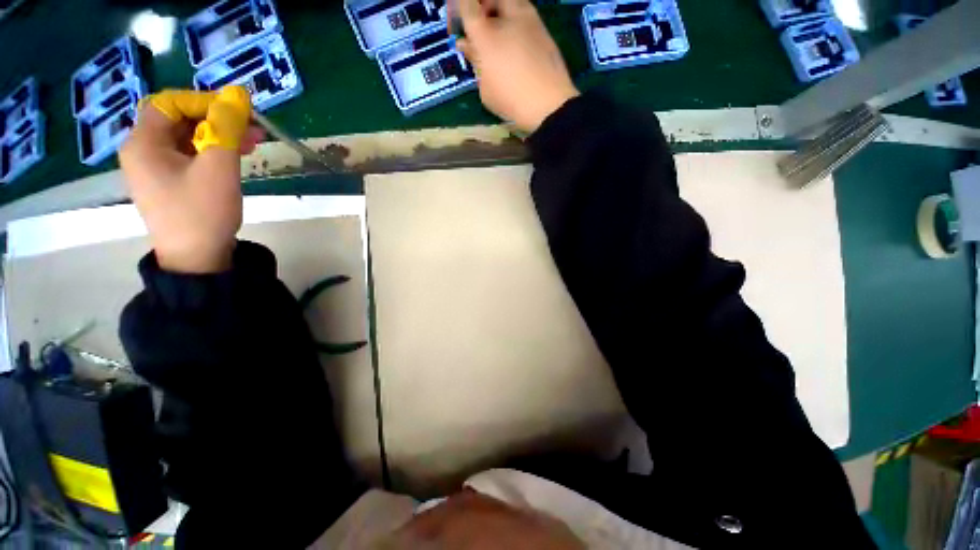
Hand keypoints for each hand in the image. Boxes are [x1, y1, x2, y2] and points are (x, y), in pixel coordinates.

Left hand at [119, 87, 262, 273]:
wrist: (196, 259)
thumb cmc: (202, 212)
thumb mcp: (218, 168)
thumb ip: (227, 128)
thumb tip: (238, 95)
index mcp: (143, 143)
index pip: (171, 103)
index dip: (205, 101)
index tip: (238, 113)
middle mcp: (142, 151)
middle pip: (179, 120)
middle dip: (217, 120)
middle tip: (253, 129)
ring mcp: (154, 169)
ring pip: (187, 139)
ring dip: (219, 137)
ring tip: (252, 145)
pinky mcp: (169, 183)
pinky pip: (189, 156)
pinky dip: (212, 153)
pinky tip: (234, 159)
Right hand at [455, 0, 578, 133]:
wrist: (549, 105)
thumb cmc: (511, 101)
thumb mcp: (485, 89)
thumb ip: (475, 62)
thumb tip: (465, 44)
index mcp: (486, 34)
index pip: (467, 4)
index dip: (458, 7)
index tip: (457, 22)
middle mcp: (508, 18)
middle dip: (482, 5)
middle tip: (478, 23)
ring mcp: (529, 20)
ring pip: (510, 2)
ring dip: (500, 11)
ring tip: (497, 33)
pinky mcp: (544, 29)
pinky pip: (524, 13)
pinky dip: (515, 21)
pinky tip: (514, 41)